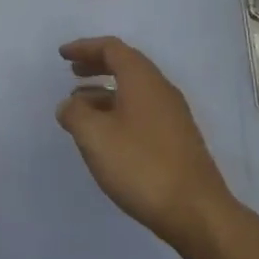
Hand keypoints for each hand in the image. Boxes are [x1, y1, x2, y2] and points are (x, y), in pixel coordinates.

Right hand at [57, 36, 234, 246]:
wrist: (196, 211)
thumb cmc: (141, 165)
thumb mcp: (95, 137)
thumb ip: (75, 114)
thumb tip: (69, 105)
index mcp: (142, 79)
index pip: (112, 49)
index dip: (85, 48)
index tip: (63, 55)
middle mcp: (161, 89)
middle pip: (125, 65)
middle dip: (96, 65)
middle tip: (72, 73)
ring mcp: (172, 115)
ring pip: (134, 90)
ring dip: (105, 91)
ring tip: (80, 107)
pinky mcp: (177, 139)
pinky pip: (142, 110)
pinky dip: (119, 110)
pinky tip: (106, 135)